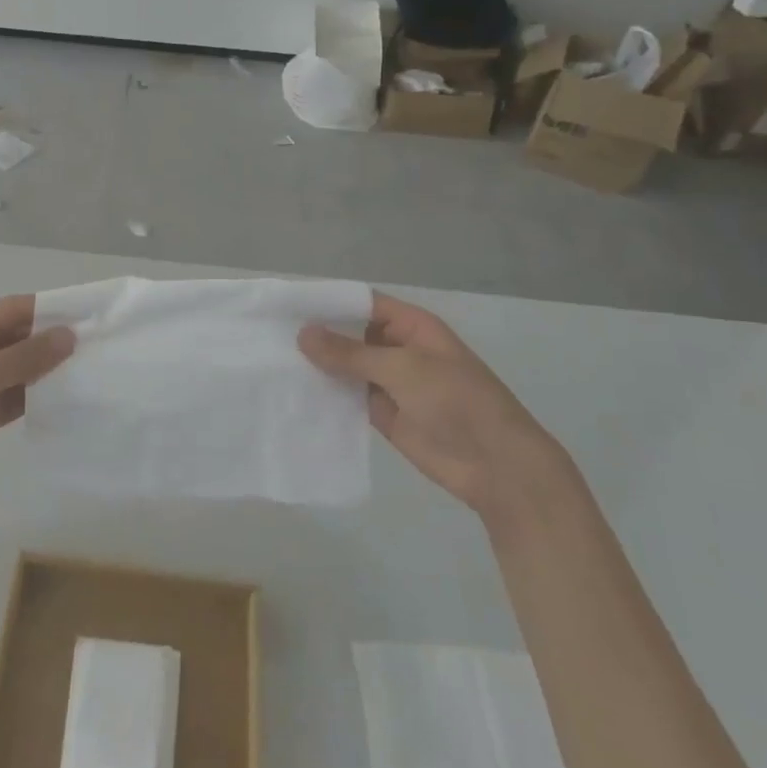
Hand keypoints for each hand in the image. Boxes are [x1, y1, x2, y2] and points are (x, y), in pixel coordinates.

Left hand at [0, 295, 73, 517]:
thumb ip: (25, 356)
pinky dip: (37, 401)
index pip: (17, 309)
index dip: (53, 310)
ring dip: (49, 374)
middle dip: (55, 344)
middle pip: (21, 339)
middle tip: (103, 351)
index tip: (93, 317)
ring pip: (21, 371)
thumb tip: (68, 335)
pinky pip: (15, 401)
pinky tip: (68, 404)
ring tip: (94, 377)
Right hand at [299, 293, 565, 521]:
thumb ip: (350, 353)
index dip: (329, 302)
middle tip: (271, 333)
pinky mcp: (383, 413)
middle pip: (352, 334)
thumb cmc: (456, 401)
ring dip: (320, 365)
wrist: (495, 466)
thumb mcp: (402, 369)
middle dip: (319, 334)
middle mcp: (398, 349)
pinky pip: (349, 396)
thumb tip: (303, 333)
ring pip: (348, 366)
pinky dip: (327, 394)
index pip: (363, 303)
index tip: (288, 304)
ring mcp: (391, 382)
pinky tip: (294, 392)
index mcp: (411, 327)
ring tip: (273, 360)